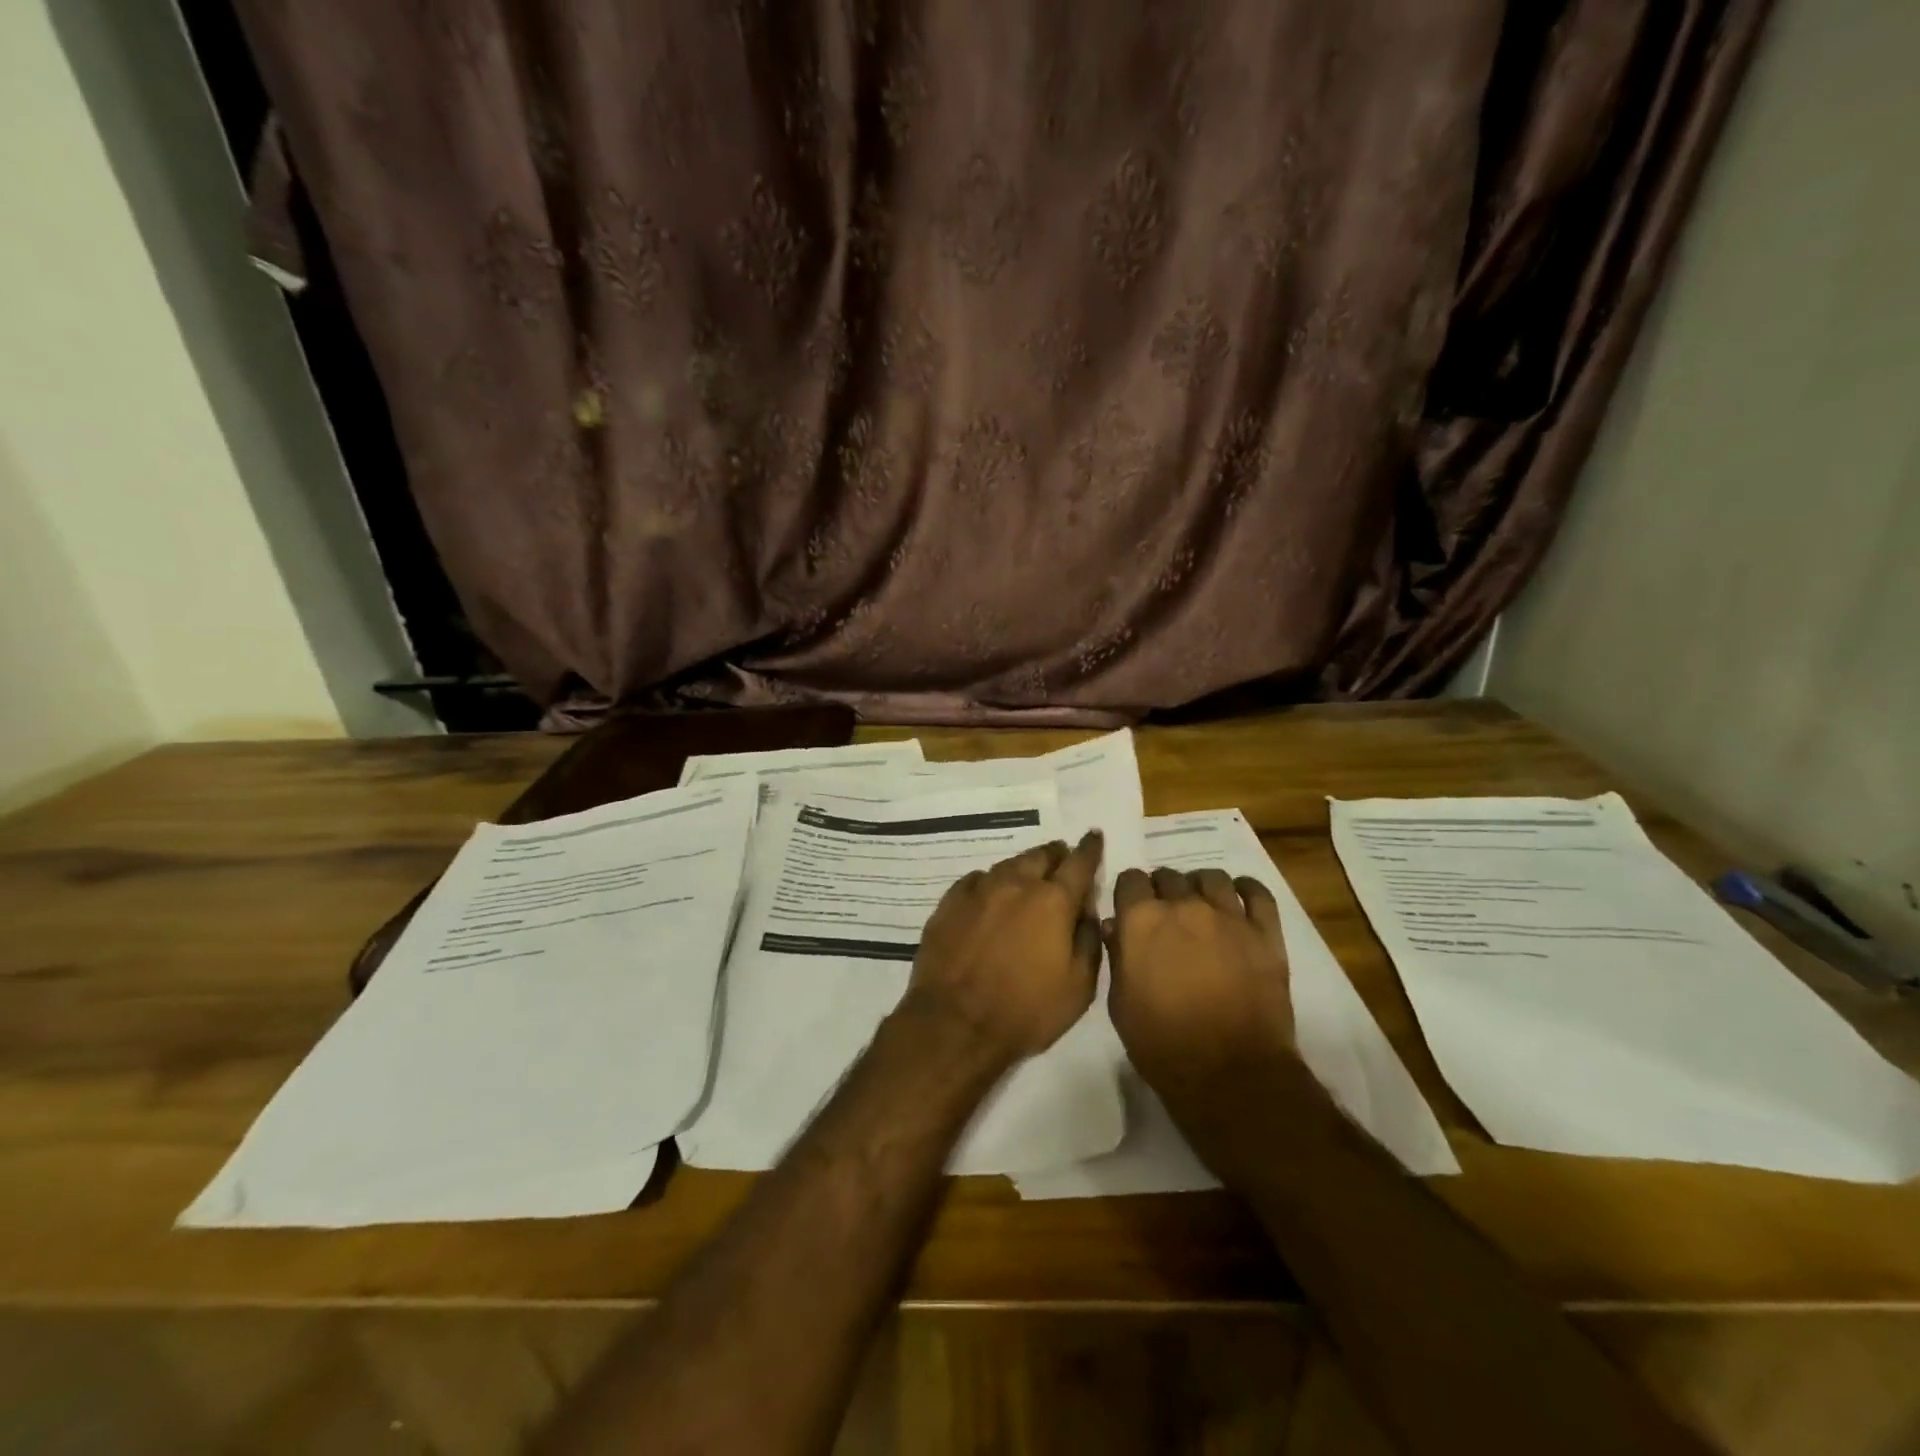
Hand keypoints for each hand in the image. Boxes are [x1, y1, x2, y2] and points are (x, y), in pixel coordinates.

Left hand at [905, 832, 1104, 1064]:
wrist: (954, 1023)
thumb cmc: (1026, 1011)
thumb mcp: (1078, 987)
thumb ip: (1088, 941)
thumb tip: (1087, 912)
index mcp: (1053, 901)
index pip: (1079, 863)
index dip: (1090, 848)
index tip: (1094, 837)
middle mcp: (1017, 884)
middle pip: (1041, 856)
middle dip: (1056, 854)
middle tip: (1062, 857)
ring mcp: (979, 891)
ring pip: (1008, 865)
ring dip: (1024, 866)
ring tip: (1029, 874)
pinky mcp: (950, 903)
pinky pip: (976, 880)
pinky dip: (990, 882)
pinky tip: (989, 891)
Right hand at [1106, 867, 1293, 1094]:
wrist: (1229, 1074)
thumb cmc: (1162, 1043)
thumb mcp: (1120, 1004)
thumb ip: (1117, 956)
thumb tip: (1116, 927)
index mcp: (1142, 920)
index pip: (1130, 880)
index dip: (1129, 893)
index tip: (1132, 909)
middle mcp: (1184, 906)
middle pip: (1169, 876)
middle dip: (1163, 891)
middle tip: (1166, 916)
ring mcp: (1228, 917)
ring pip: (1212, 878)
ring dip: (1200, 887)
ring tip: (1201, 906)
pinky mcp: (1265, 933)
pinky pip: (1257, 893)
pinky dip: (1246, 889)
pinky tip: (1239, 896)